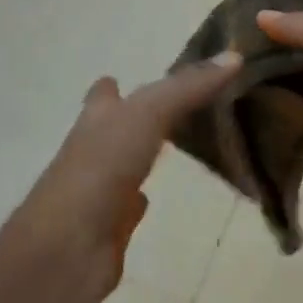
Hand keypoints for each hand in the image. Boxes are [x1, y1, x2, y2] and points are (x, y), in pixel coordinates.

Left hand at [14, 54, 242, 291]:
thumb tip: (234, 56)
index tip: (131, 77)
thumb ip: (188, 87)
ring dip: (140, 156)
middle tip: (172, 112)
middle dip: (134, 119)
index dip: (115, 86)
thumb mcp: (149, 114)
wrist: (68, 246)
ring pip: (124, 165)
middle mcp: (94, 150)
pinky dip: (139, 201)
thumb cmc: (102, 167)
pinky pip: (127, 207)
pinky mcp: (109, 228)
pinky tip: (151, 198)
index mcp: (97, 119)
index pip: (105, 94)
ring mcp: (99, 190)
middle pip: (115, 128)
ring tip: (171, 147)